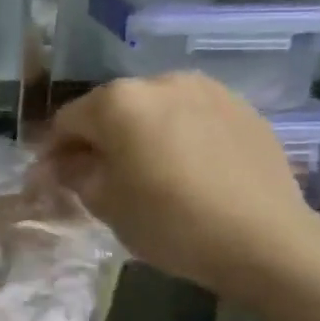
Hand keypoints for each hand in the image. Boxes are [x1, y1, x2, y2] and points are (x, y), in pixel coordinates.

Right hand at [44, 73, 319, 301]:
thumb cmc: (169, 221)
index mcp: (117, 101)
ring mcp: (206, 90)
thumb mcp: (104, 203)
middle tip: (101, 176)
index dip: (54, 150)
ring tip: (149, 170)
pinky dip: (179, 135)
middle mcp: (159, 81)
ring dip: (141, 133)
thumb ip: (73, 173)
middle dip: (100, 138)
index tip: (54, 178)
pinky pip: (192, 116)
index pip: (67, 120)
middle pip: (111, 108)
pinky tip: (188, 169)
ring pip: (154, 109)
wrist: (266, 239)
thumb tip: (63, 163)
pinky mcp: (242, 107)